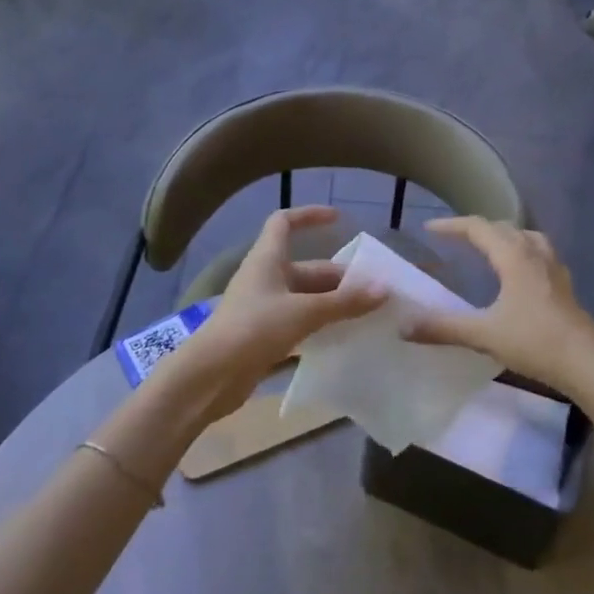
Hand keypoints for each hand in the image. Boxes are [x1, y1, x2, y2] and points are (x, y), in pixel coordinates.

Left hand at [165, 207, 386, 421]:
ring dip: (333, 303)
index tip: (338, 219)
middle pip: (307, 268)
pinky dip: (321, 326)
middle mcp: (265, 278)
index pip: (284, 222)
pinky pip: (300, 322)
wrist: (209, 377)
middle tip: (374, 290)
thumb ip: (344, 302)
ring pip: (306, 298)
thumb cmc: (253, 329)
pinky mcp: (264, 336)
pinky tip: (345, 337)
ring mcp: (264, 308)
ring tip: (367, 312)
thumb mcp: (303, 312)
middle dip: (339, 277)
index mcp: (267, 259)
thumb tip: (384, 290)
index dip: (309, 215)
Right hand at [401, 218, 593, 399]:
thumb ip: (443, 328)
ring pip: (526, 236)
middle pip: (503, 227)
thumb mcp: (483, 335)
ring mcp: (553, 267)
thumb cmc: (534, 342)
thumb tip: (403, 326)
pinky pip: (540, 252)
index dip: (452, 226)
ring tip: (490, 246)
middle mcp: (534, 253)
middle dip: (476, 228)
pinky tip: (521, 271)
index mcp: (513, 256)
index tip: (429, 229)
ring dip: (504, 235)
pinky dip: (523, 250)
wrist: (587, 362)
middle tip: (454, 238)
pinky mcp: (564, 284)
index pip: (478, 228)